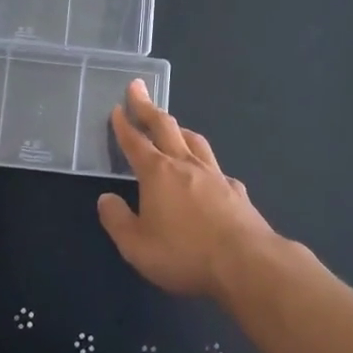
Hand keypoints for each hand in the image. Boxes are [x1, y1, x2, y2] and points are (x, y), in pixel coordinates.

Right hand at [96, 80, 279, 298]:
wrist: (247, 263)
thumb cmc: (185, 254)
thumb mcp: (137, 246)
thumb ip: (117, 220)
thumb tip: (106, 199)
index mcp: (158, 173)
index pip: (135, 141)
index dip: (123, 124)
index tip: (117, 107)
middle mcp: (185, 164)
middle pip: (165, 127)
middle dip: (148, 107)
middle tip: (138, 88)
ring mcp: (215, 175)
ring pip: (194, 140)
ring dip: (178, 128)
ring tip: (172, 125)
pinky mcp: (236, 191)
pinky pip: (215, 167)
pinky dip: (204, 162)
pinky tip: (207, 172)